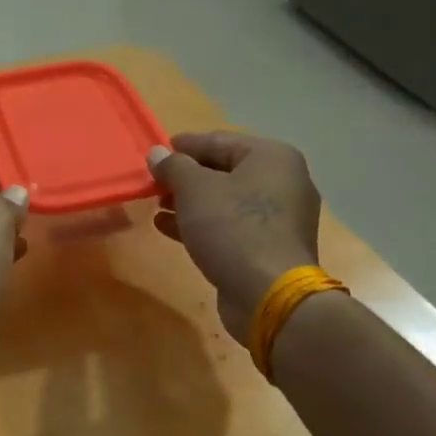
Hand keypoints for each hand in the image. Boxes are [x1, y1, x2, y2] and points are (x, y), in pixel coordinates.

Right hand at [148, 133, 322, 336]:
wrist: (269, 295)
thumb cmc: (232, 228)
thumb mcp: (194, 189)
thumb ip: (173, 166)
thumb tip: (157, 153)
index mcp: (271, 157)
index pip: (219, 140)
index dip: (183, 146)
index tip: (155, 152)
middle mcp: (282, 181)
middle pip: (224, 169)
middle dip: (185, 176)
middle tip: (154, 182)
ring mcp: (279, 217)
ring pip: (225, 200)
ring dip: (189, 201)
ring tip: (157, 205)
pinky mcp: (268, 246)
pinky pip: (230, 225)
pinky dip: (201, 223)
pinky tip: (167, 228)